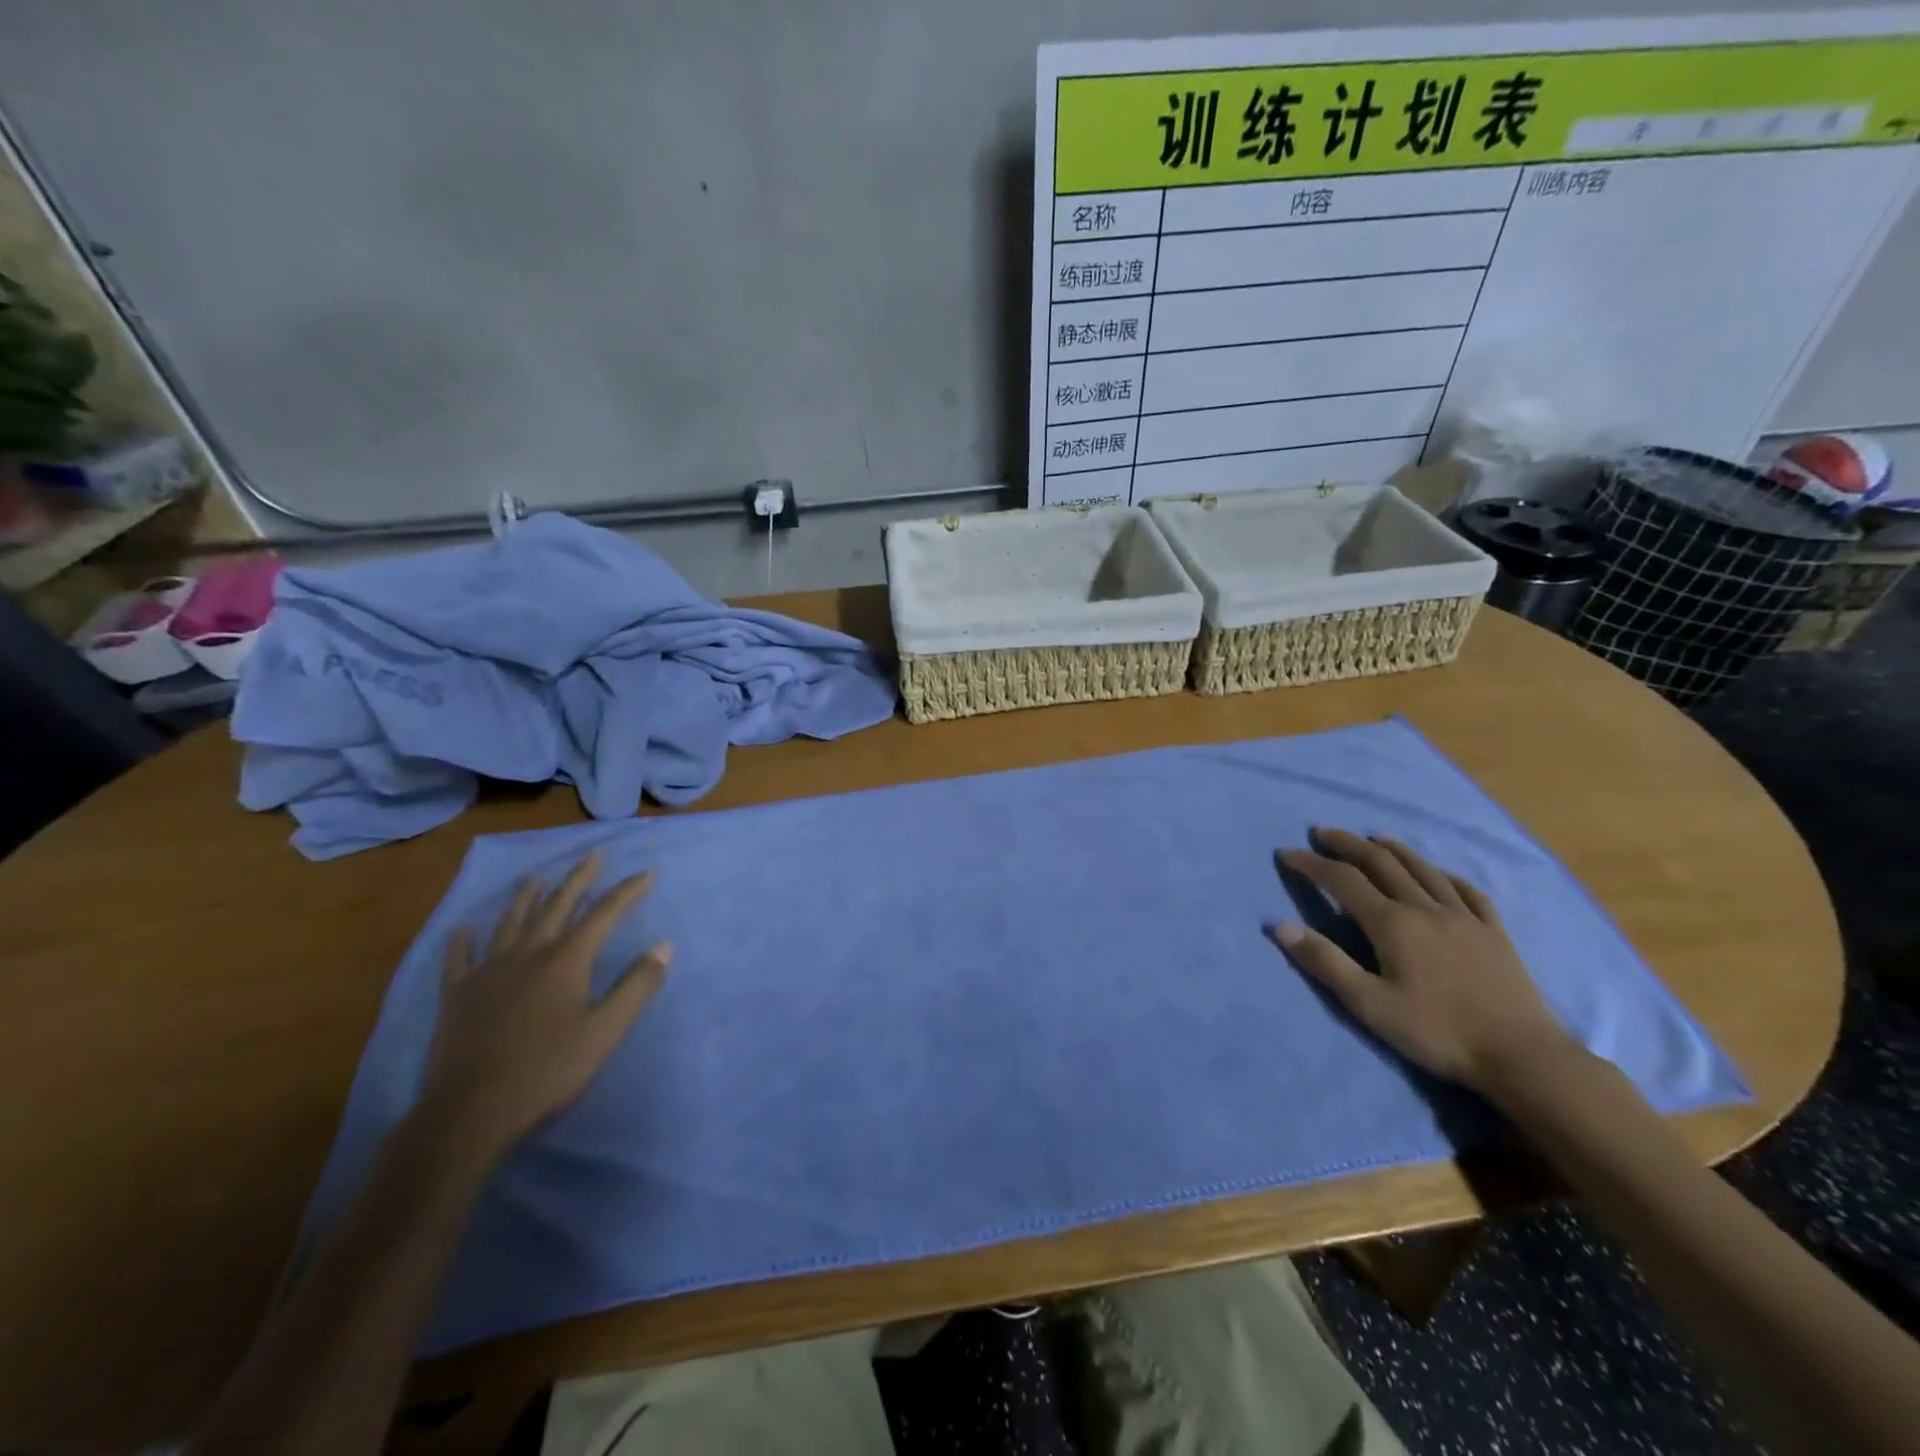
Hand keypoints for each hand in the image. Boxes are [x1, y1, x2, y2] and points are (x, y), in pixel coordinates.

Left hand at [420, 852, 671, 1160]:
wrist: (471, 1111)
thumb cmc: (548, 1070)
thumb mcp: (606, 1031)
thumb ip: (637, 986)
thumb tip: (665, 945)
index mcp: (567, 960)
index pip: (605, 914)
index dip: (628, 891)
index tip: (647, 873)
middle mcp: (529, 953)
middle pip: (557, 906)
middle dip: (579, 879)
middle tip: (593, 856)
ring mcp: (488, 971)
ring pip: (511, 922)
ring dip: (527, 897)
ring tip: (537, 877)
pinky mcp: (457, 995)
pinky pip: (459, 959)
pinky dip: (463, 941)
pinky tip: (463, 929)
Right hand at [1271, 828, 1572, 1092]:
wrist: (1522, 1056)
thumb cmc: (1437, 1032)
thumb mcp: (1369, 1004)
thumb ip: (1325, 962)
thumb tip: (1280, 926)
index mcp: (1392, 923)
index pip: (1342, 880)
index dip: (1312, 863)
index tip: (1287, 853)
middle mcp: (1425, 908)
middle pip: (1381, 863)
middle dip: (1348, 844)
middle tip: (1323, 834)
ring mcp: (1464, 917)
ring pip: (1423, 869)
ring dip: (1393, 849)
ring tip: (1374, 838)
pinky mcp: (1494, 932)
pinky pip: (1467, 891)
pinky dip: (1444, 875)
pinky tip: (1439, 874)